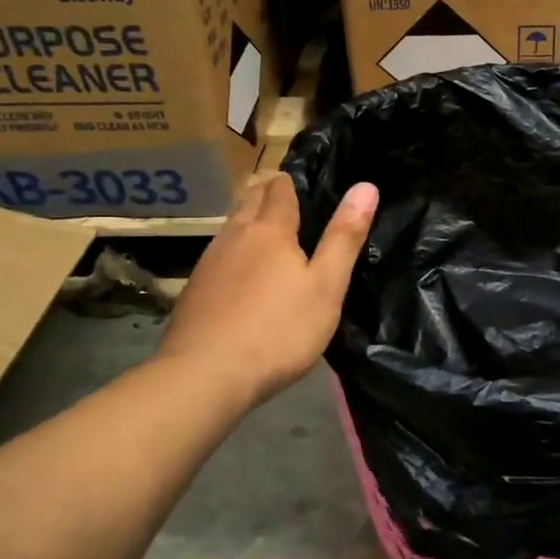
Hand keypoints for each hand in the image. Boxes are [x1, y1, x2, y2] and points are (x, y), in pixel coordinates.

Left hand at [157, 174, 376, 409]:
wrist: (204, 376)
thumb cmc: (278, 330)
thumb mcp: (326, 286)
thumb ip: (344, 237)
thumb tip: (366, 186)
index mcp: (270, 230)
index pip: (280, 190)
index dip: (291, 182)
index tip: (302, 182)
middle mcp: (235, 236)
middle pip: (249, 200)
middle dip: (266, 192)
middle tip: (286, 196)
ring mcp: (209, 263)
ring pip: (231, 227)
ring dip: (247, 220)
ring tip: (266, 229)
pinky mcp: (193, 290)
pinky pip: (218, 255)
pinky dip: (234, 251)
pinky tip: (240, 272)